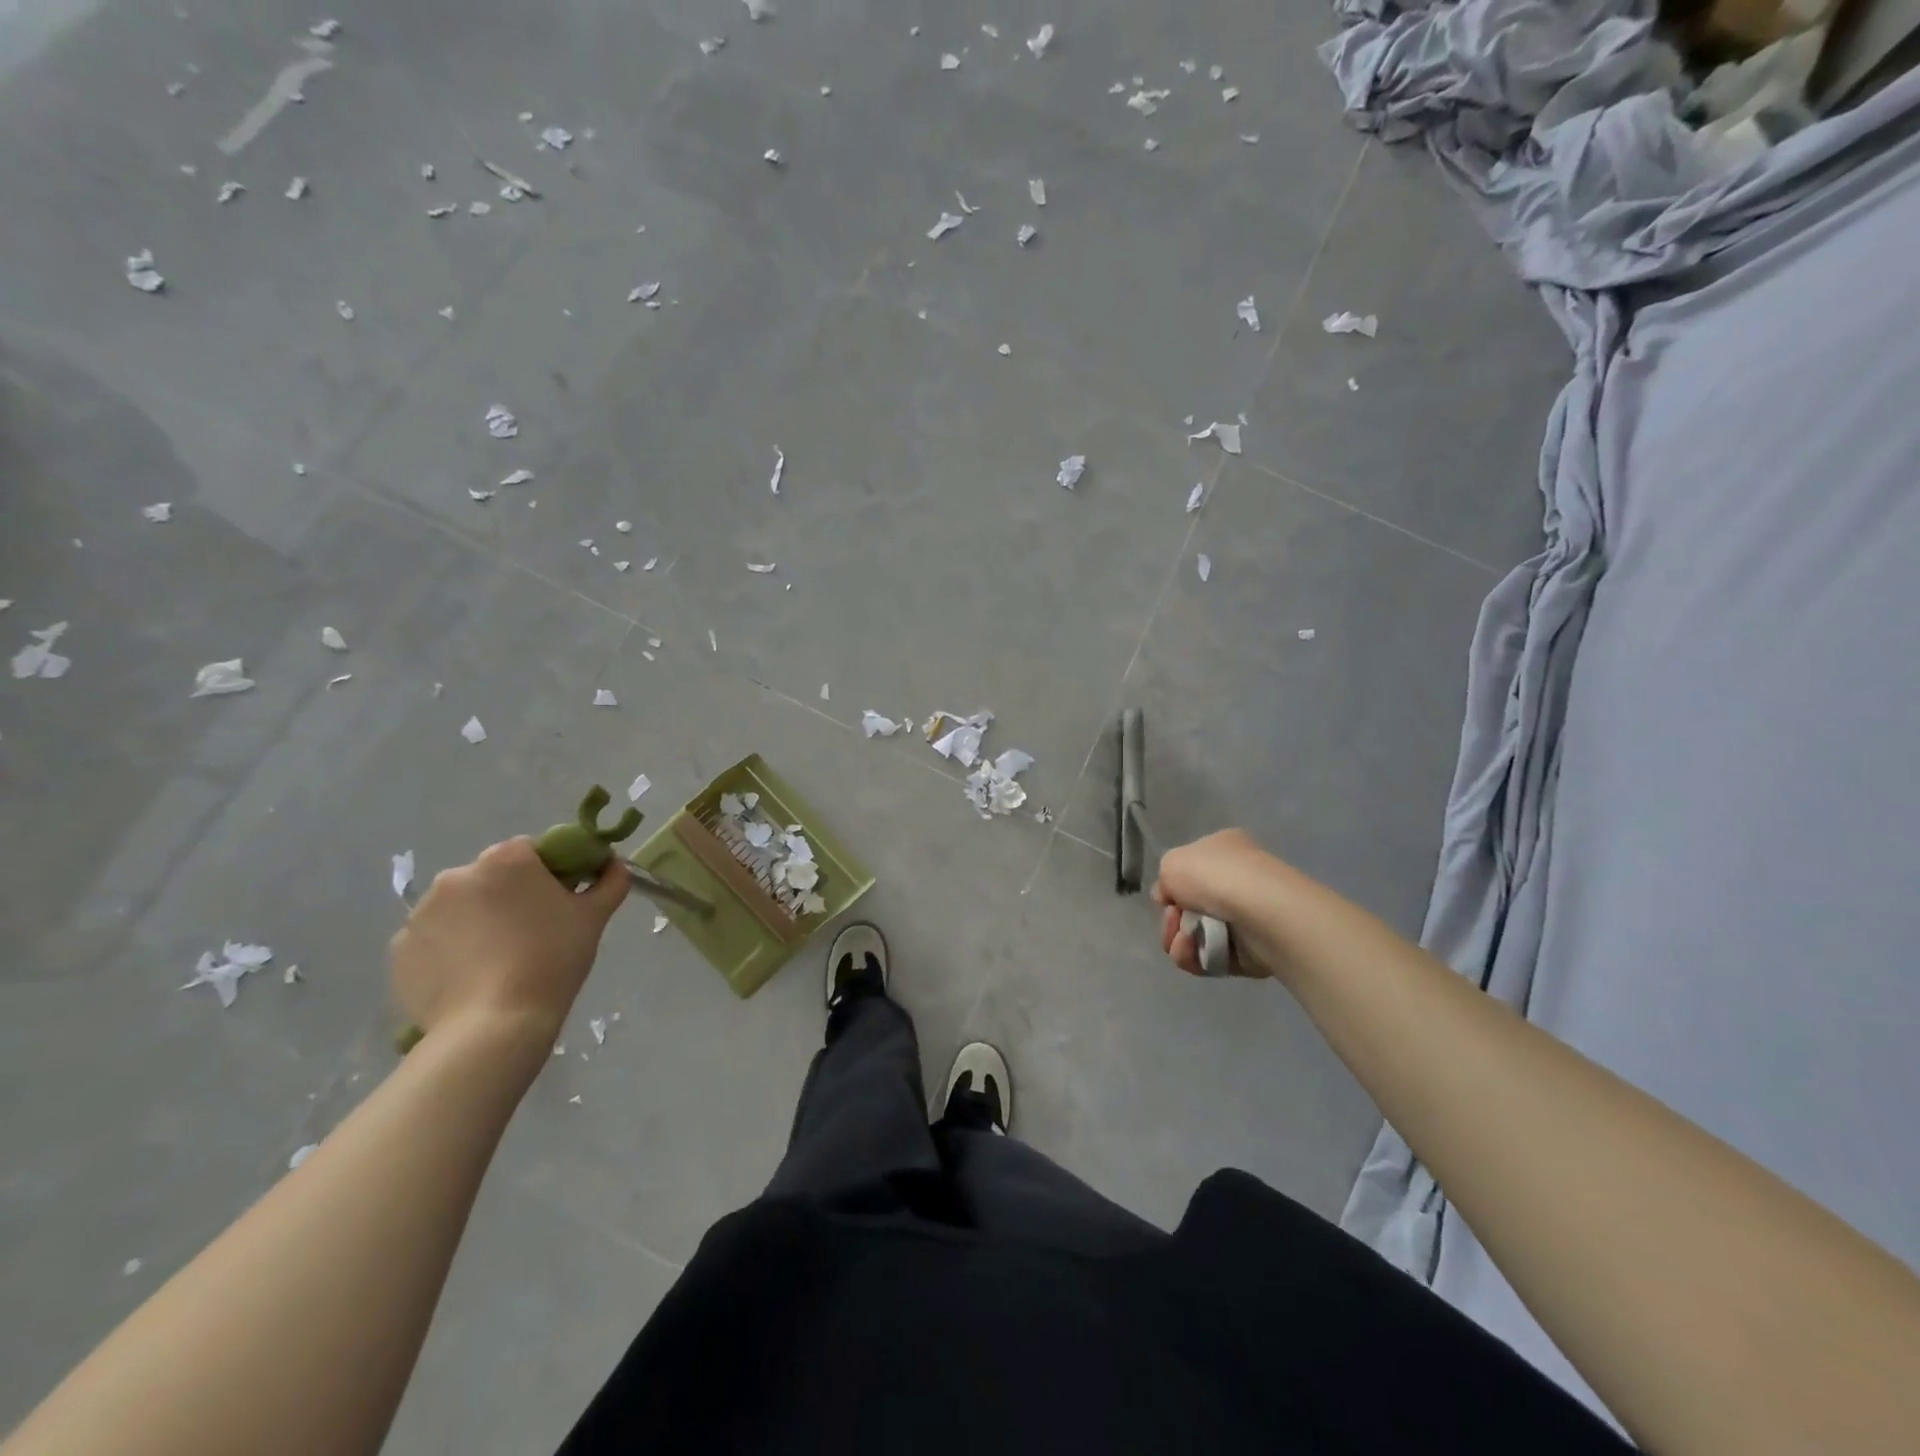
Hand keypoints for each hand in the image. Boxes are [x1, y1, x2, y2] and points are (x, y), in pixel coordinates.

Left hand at [390, 837, 626, 1051]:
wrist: (493, 1026)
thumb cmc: (552, 960)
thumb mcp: (594, 917)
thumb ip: (609, 881)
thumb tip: (612, 865)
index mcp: (505, 859)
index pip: (531, 851)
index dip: (549, 873)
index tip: (560, 902)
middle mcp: (457, 875)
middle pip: (491, 877)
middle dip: (509, 897)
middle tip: (532, 933)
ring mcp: (421, 913)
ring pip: (460, 908)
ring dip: (477, 922)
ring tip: (498, 961)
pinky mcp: (399, 950)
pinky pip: (434, 939)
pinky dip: (450, 950)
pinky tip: (471, 978)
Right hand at [1152, 828, 1287, 979]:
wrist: (1263, 911)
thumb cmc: (1217, 876)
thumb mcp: (1172, 862)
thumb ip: (1164, 880)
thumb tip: (1170, 899)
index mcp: (1223, 851)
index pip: (1189, 871)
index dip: (1171, 887)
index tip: (1166, 898)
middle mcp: (1236, 881)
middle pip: (1188, 908)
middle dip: (1172, 919)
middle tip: (1174, 921)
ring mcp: (1244, 918)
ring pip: (1195, 935)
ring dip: (1179, 940)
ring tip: (1184, 940)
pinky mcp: (1248, 951)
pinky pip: (1209, 957)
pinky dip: (1194, 957)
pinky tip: (1192, 952)